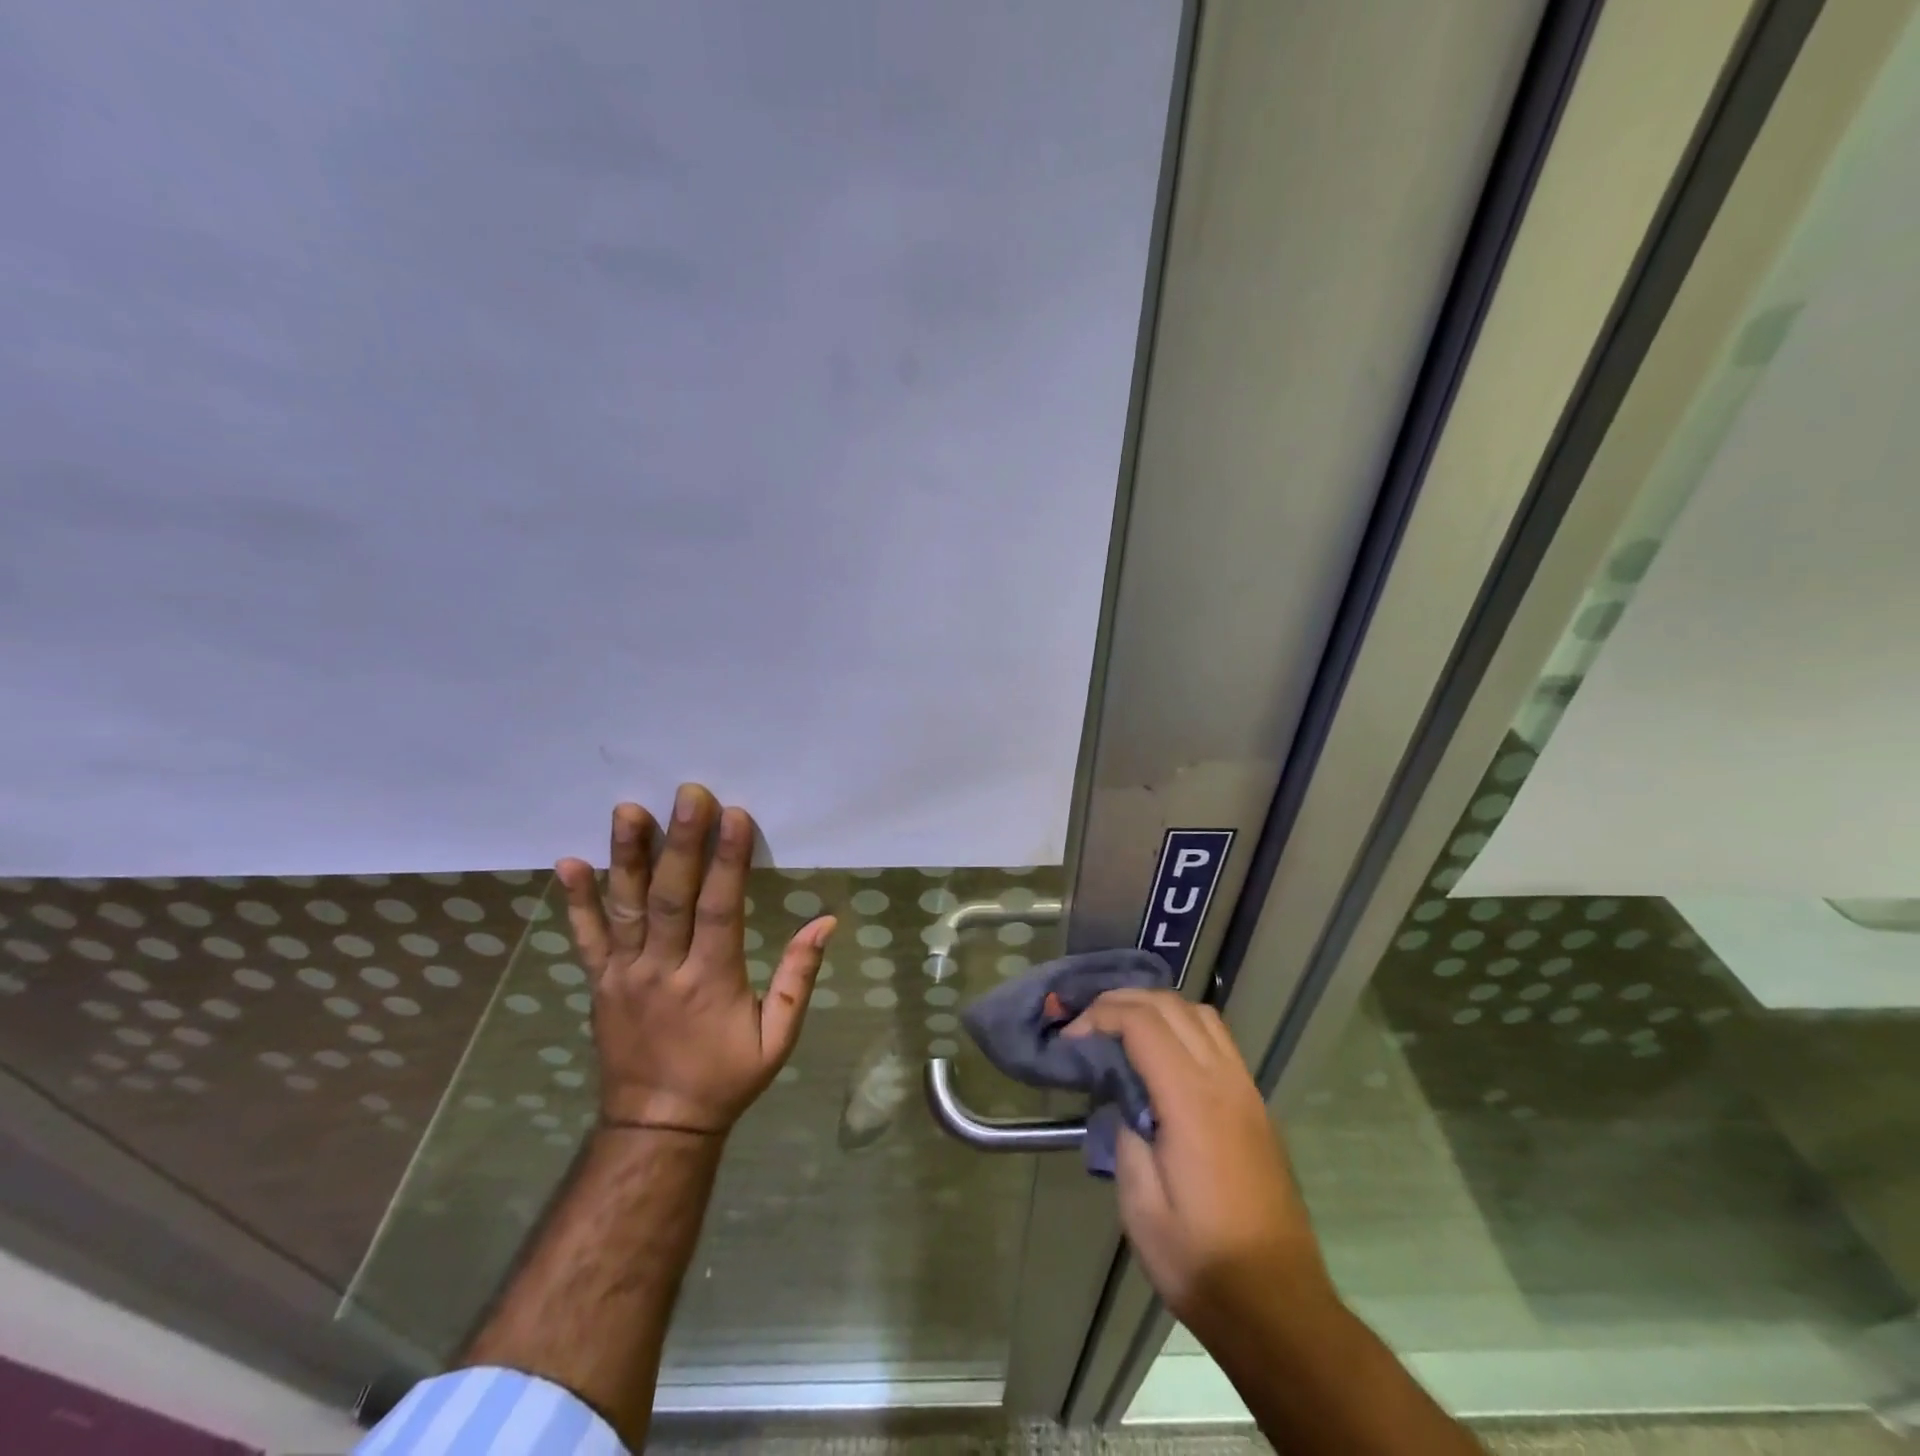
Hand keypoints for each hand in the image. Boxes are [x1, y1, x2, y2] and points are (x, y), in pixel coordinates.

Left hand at [556, 785, 836, 1134]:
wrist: (656, 1126)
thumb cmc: (725, 1078)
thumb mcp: (778, 1038)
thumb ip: (799, 978)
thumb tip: (825, 921)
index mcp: (711, 982)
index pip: (721, 910)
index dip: (727, 861)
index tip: (734, 815)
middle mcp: (663, 970)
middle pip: (672, 897)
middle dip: (681, 842)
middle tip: (688, 794)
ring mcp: (624, 975)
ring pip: (625, 908)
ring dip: (625, 857)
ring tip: (627, 810)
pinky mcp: (600, 982)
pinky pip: (586, 938)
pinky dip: (575, 901)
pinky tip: (566, 863)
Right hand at [1066, 990, 1331, 1338]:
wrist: (1278, 1307)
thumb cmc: (1200, 1261)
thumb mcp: (1141, 1206)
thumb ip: (1125, 1136)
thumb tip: (1123, 1100)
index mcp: (1193, 1101)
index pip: (1143, 1024)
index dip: (1101, 1016)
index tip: (1071, 1037)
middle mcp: (1224, 1081)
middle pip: (1172, 1006)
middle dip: (1123, 1001)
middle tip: (1087, 1022)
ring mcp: (1247, 1090)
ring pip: (1201, 1014)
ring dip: (1157, 1007)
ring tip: (1122, 1027)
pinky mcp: (1256, 1105)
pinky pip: (1218, 1039)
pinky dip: (1184, 1026)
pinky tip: (1162, 1053)